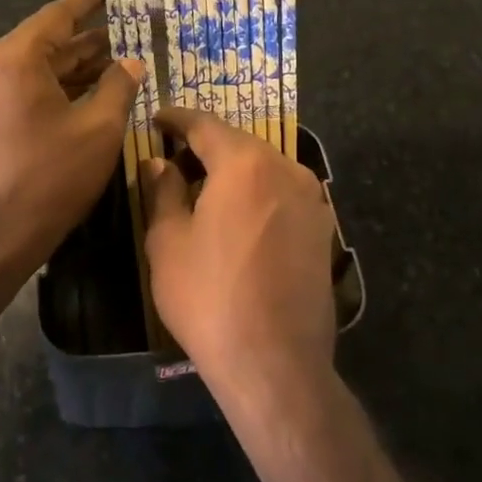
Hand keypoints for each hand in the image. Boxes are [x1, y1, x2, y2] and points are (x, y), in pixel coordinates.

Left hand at [0, 0, 143, 285]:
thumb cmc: (49, 179)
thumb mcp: (99, 130)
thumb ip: (119, 87)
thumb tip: (131, 63)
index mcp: (13, 58)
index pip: (57, 16)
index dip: (88, 2)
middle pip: (45, 43)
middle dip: (87, 42)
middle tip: (127, 34)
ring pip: (33, 70)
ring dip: (71, 69)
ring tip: (114, 65)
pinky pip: (18, 91)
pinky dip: (51, 90)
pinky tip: (84, 96)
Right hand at [143, 107, 337, 399]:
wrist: (276, 363)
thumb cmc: (210, 297)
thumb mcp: (168, 242)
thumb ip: (163, 191)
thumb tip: (159, 162)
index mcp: (244, 162)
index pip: (204, 124)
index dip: (176, 119)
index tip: (157, 118)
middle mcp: (285, 167)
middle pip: (238, 143)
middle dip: (205, 147)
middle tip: (174, 160)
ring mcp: (311, 198)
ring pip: (263, 168)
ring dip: (233, 172)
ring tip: (204, 192)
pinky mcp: (324, 229)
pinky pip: (282, 194)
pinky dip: (257, 195)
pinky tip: (239, 220)